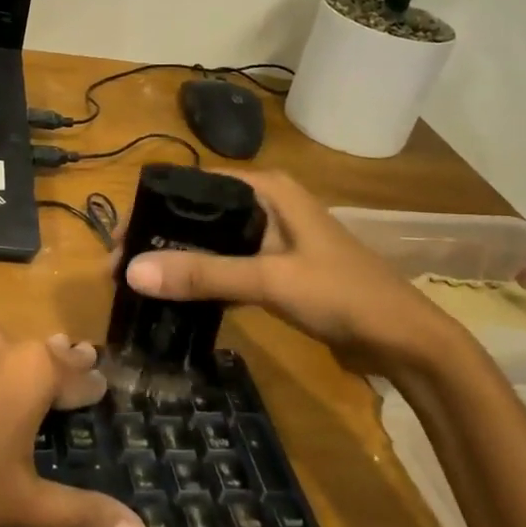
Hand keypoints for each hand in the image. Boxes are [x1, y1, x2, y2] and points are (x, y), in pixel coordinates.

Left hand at [0, 325, 152, 526]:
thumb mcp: (21, 504)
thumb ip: (84, 516)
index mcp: (32, 369)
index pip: (78, 374)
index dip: (91, 385)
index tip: (102, 385)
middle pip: (39, 352)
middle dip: (58, 363)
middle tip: (73, 367)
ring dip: (13, 361)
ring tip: (20, 375)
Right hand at [122, 169, 472, 374]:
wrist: (405, 341)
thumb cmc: (342, 293)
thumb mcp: (270, 279)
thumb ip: (203, 274)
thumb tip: (132, 271)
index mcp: (267, 190)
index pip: (195, 186)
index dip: (154, 208)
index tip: (120, 240)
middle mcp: (267, 206)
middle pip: (200, 215)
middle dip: (162, 238)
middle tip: (121, 269)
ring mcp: (274, 240)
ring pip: (214, 244)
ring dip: (181, 261)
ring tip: (140, 285)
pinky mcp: (278, 271)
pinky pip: (230, 269)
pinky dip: (205, 281)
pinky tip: (178, 300)